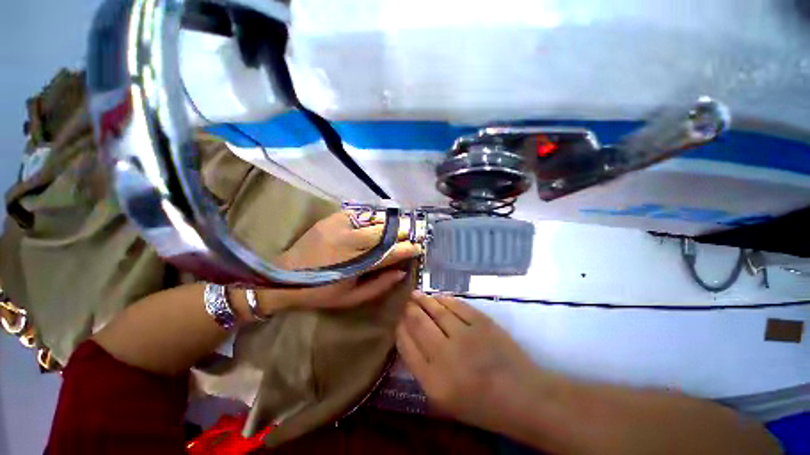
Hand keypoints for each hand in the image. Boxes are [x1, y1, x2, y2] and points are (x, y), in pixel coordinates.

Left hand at [258, 212, 419, 311]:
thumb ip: (379, 285)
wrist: (283, 277)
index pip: (389, 253)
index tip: (418, 247)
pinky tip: (375, 222)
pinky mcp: (331, 218)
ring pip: (373, 219)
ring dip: (388, 223)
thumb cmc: (320, 292)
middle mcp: (349, 241)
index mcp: (355, 263)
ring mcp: (339, 226)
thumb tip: (401, 272)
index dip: (406, 249)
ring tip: (396, 226)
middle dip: (401, 232)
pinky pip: (358, 213)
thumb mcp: (351, 298)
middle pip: (383, 231)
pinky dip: (371, 217)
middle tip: (410, 234)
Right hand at [396, 291, 544, 433]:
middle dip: (409, 310)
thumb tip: (410, 339)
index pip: (407, 346)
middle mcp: (445, 355)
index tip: (398, 320)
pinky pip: (456, 305)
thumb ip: (423, 370)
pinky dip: (444, 299)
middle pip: (418, 323)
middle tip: (406, 303)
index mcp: (433, 381)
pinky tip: (437, 297)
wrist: (522, 396)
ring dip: (423, 300)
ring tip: (416, 294)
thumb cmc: (481, 404)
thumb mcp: (445, 399)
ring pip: (436, 310)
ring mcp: (465, 335)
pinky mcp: (481, 322)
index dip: (400, 329)